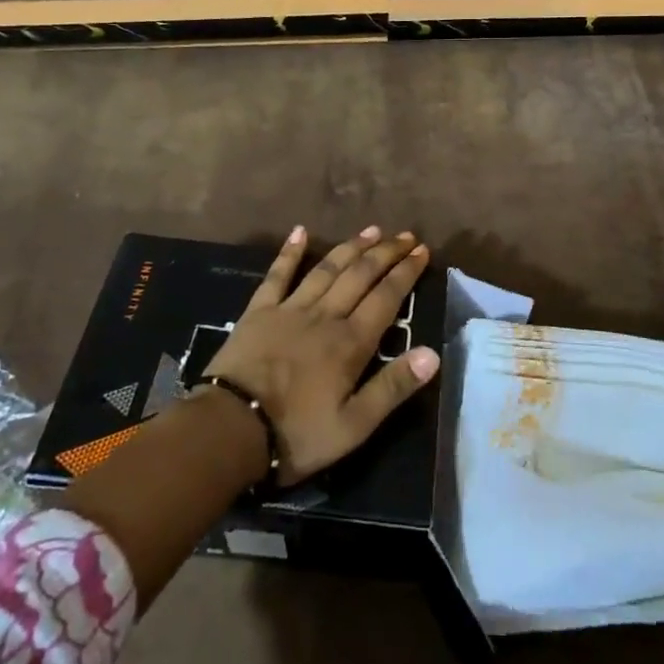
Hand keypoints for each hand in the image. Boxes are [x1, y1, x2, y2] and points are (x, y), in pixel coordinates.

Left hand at [205, 224, 439, 485]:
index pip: (386, 297)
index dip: (406, 272)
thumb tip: (433, 354)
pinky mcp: (259, 311)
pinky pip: (278, 275)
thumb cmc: (296, 434)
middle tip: (406, 236)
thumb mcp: (353, 426)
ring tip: (372, 230)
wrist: (230, 429)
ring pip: (327, 269)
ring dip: (351, 247)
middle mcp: (325, 315)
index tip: (422, 251)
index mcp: (351, 342)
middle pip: (360, 275)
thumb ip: (392, 388)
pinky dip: (289, 252)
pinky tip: (299, 231)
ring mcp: (290, 309)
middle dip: (386, 253)